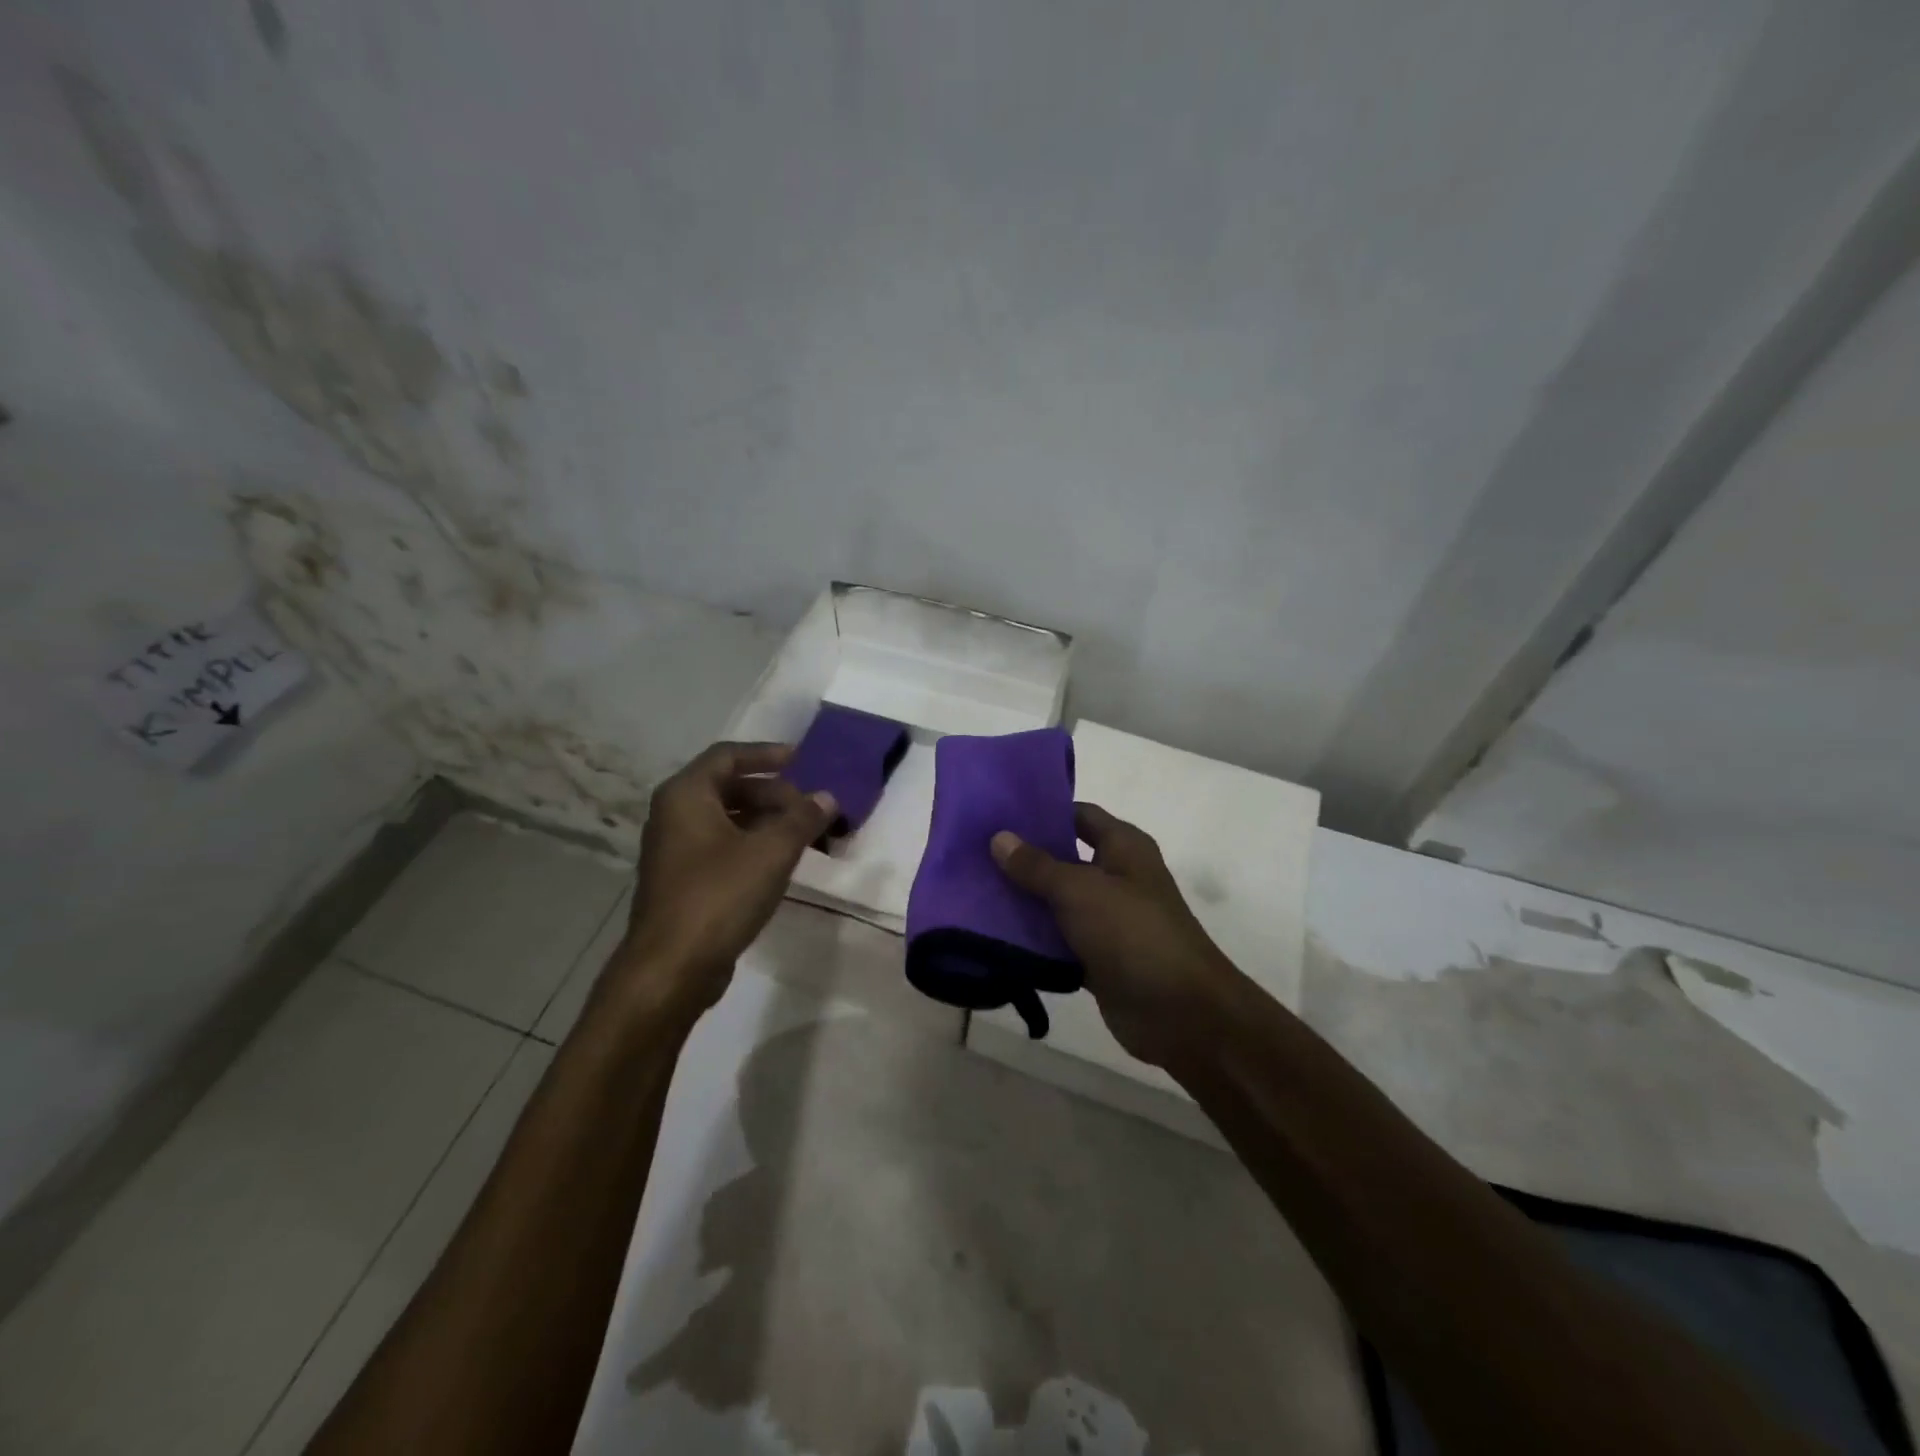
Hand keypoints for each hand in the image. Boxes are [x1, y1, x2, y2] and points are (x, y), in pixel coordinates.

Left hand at [611, 741, 835, 1021]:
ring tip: (804, 835)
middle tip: (810, 808)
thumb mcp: (771, 852)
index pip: (728, 756)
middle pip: (729, 787)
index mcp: (686, 795)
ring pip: (727, 819)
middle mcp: (673, 815)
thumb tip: (827, 798)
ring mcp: (675, 849)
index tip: (802, 760)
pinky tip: (781, 863)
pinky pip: (722, 846)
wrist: (671, 968)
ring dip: (767, 821)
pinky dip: (752, 845)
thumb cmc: (719, 896)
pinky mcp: (682, 880)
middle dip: (774, 794)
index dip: (766, 754)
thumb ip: (802, 819)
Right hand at [991, 804, 1238, 1068]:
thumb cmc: (1133, 933)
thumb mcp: (1079, 890)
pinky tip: (994, 934)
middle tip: (975, 852)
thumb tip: (999, 837)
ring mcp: (1108, 919)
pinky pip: (1059, 940)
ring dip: (1024, 900)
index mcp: (1123, 847)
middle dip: (1023, 858)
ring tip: (974, 890)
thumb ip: (1037, 865)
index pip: (1078, 815)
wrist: (1179, 1012)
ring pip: (1058, 901)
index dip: (1042, 811)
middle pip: (1064, 858)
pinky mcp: (1098, 957)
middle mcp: (1117, 877)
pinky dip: (1034, 939)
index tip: (997, 813)